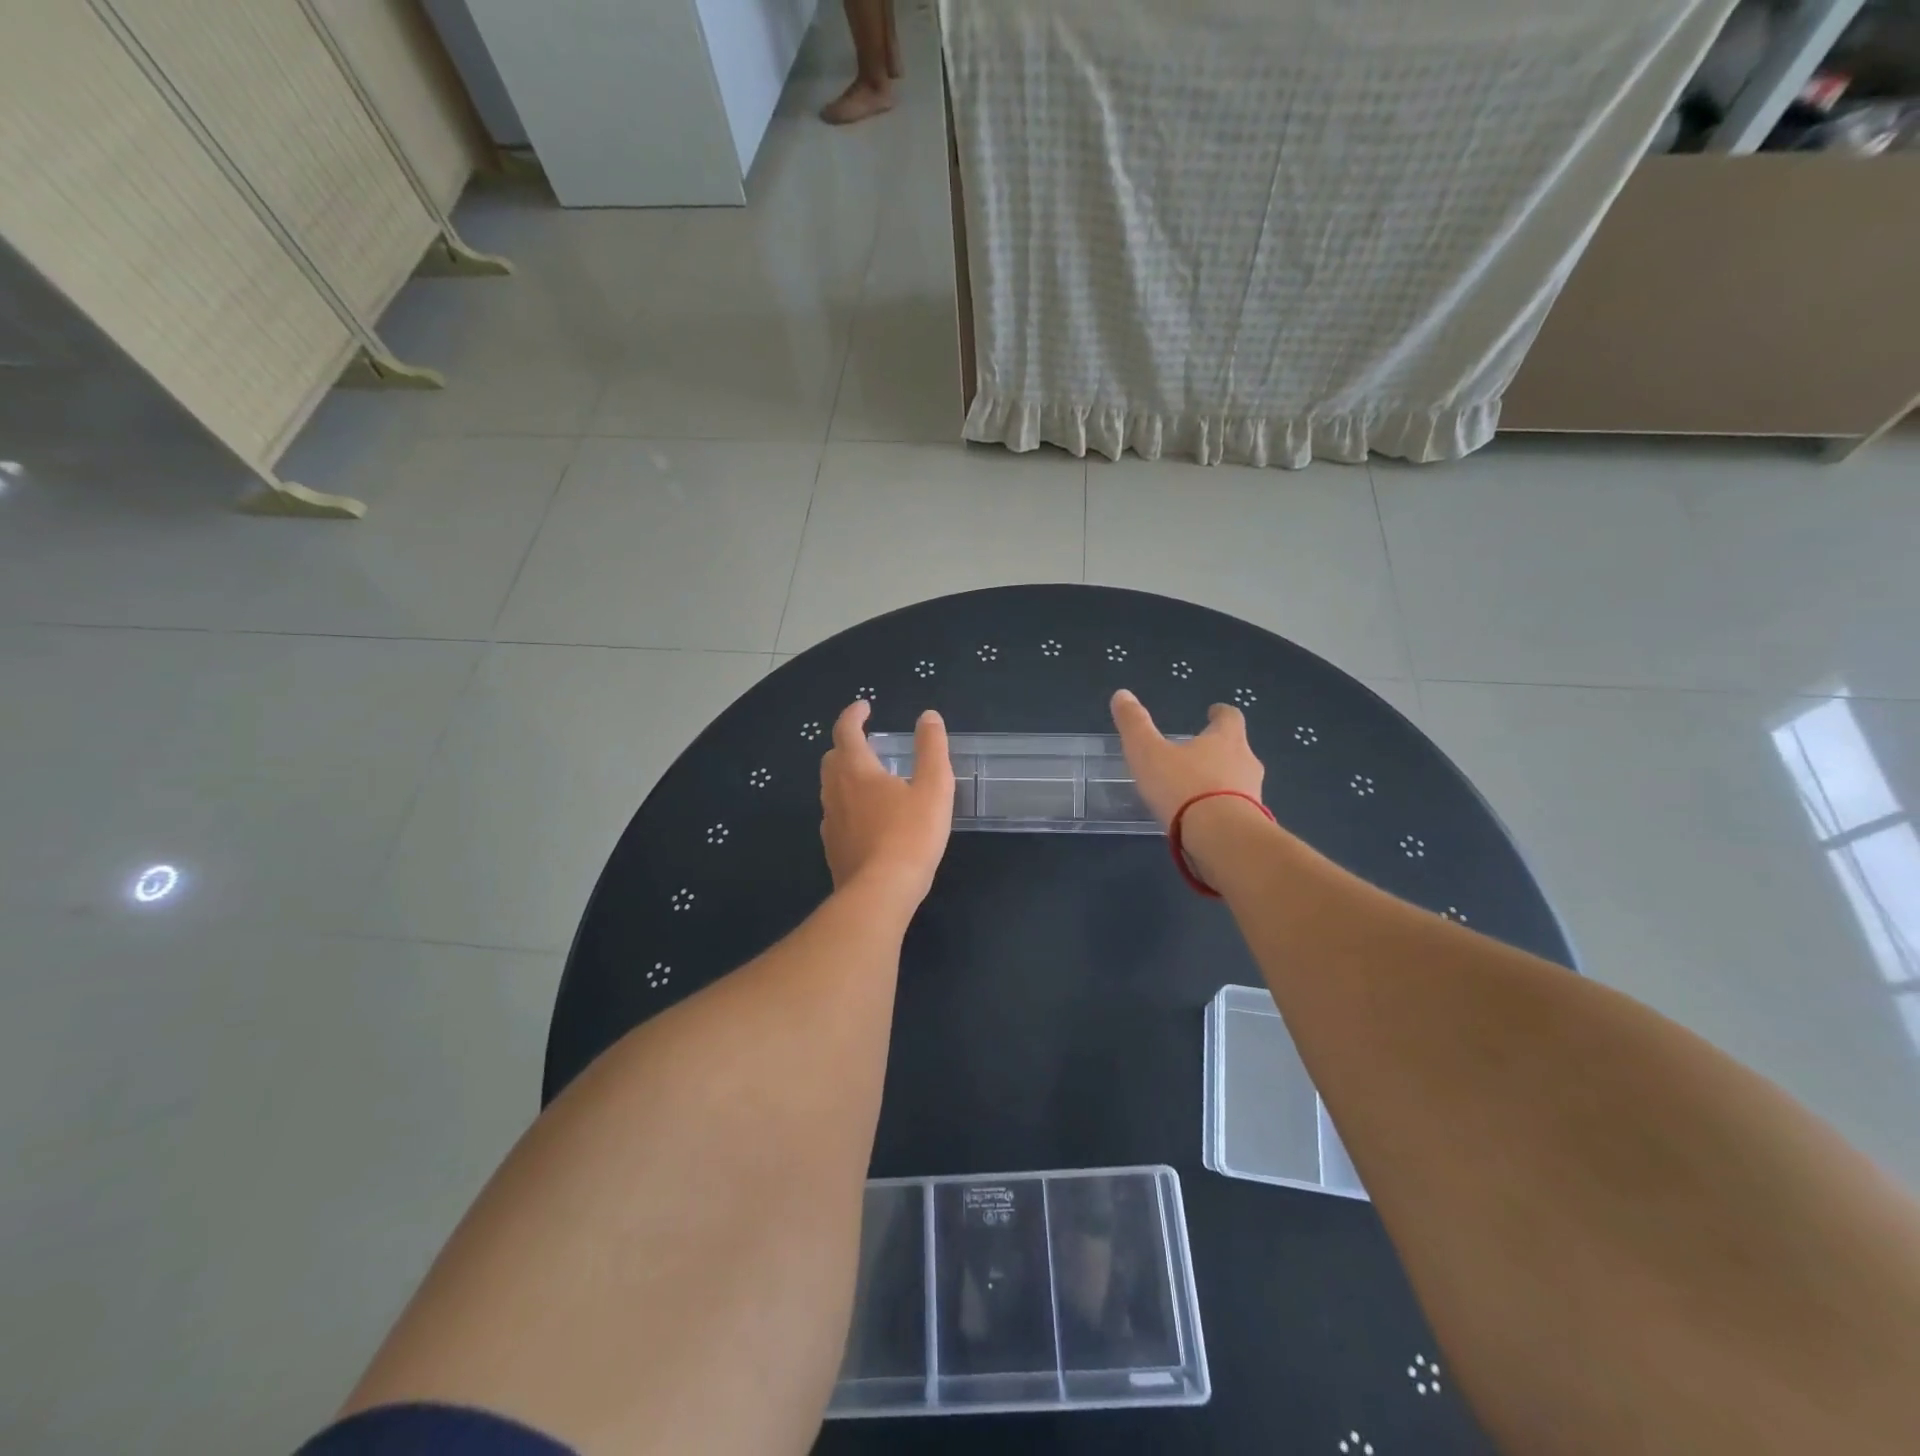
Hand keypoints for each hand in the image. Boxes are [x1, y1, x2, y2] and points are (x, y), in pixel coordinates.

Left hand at [820, 701, 954, 902]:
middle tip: (868, 743)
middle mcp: (835, 791)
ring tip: (870, 779)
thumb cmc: (911, 835)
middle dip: (847, 744)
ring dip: (846, 775)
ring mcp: (830, 821)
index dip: (854, 715)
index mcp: (856, 770)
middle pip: (832, 758)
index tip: (864, 707)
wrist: (880, 893)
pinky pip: (835, 815)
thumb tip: (928, 717)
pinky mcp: (832, 848)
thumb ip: (932, 749)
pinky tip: (866, 819)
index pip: (846, 731)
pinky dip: (848, 804)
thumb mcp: (933, 787)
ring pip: (831, 788)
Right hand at [1110, 689, 1264, 827]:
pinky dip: (1222, 811)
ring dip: (1221, 783)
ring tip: (1196, 792)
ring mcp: (1253, 796)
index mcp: (1226, 739)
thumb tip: (1121, 694)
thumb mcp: (1148, 752)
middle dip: (1219, 750)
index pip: (1230, 717)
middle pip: (1237, 749)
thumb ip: (1134, 724)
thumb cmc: (1184, 787)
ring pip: (1238, 782)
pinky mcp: (1252, 825)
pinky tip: (1202, 822)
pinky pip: (1236, 812)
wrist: (1222, 838)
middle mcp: (1246, 762)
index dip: (1220, 713)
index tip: (1213, 712)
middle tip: (1198, 754)